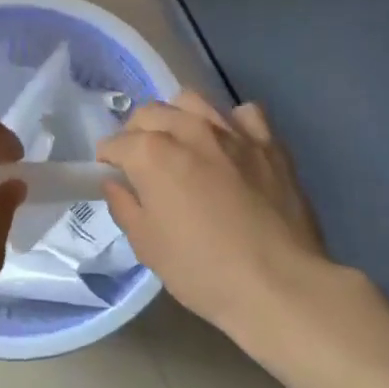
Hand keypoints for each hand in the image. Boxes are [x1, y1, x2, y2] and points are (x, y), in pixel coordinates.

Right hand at [98, 92, 357, 340]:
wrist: (280, 286)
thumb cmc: (203, 271)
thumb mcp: (147, 246)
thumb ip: (125, 206)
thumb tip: (116, 183)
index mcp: (152, 154)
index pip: (116, 143)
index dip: (108, 158)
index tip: (111, 173)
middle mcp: (189, 131)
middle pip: (151, 113)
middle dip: (137, 132)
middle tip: (142, 160)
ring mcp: (233, 133)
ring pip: (193, 101)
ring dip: (178, 116)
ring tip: (181, 142)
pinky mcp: (269, 143)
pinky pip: (244, 114)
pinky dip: (231, 123)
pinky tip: (230, 145)